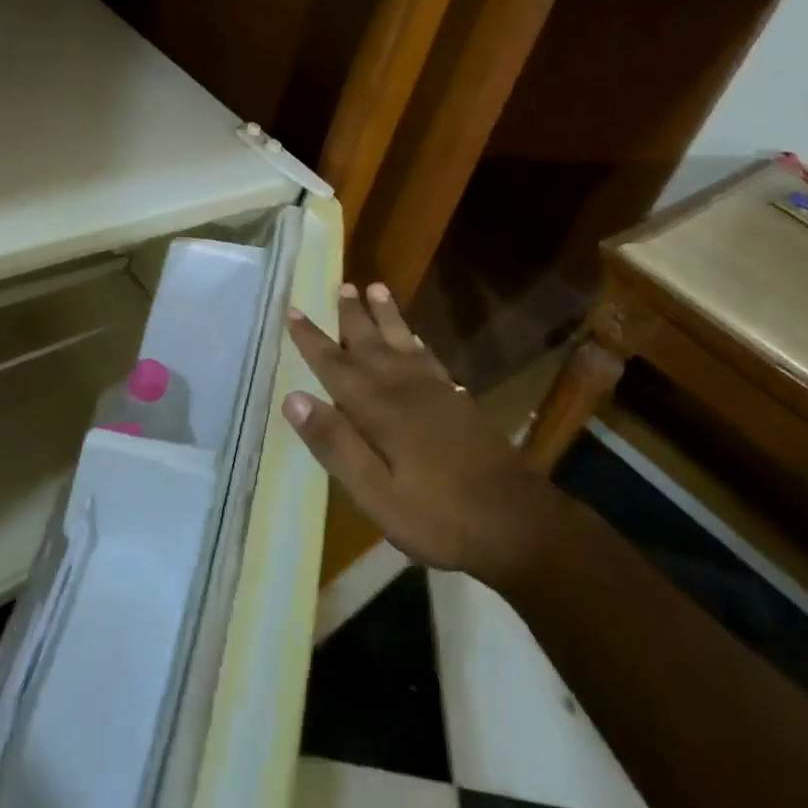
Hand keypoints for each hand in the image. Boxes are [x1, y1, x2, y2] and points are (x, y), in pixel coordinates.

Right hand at [283, 282, 566, 589]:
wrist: (514, 521)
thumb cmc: (438, 516)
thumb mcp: (376, 494)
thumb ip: (336, 445)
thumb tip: (294, 399)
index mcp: (380, 410)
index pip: (337, 367)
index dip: (313, 340)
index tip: (293, 311)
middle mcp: (405, 389)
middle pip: (372, 344)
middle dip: (353, 316)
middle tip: (341, 285)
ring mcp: (436, 392)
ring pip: (402, 343)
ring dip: (386, 316)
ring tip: (376, 288)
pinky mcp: (458, 401)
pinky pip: (429, 357)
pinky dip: (416, 340)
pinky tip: (413, 336)